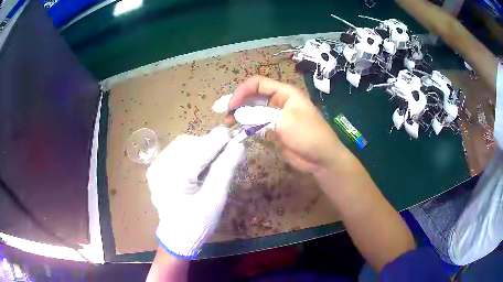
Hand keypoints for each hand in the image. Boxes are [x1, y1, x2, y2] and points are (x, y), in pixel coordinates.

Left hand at [147, 126, 244, 258]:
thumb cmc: (198, 222)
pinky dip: (191, 153)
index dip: (218, 140)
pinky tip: (198, 165)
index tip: (235, 135)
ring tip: (212, 162)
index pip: (198, 151)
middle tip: (225, 153)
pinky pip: (176, 152)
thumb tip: (238, 145)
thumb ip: (225, 170)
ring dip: (200, 148)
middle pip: (188, 144)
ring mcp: (155, 167)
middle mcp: (159, 168)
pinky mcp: (156, 169)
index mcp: (172, 179)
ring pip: (182, 145)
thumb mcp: (215, 199)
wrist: (178, 237)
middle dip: (208, 145)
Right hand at [229, 75, 349, 173]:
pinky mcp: (274, 130)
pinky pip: (257, 124)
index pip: (258, 84)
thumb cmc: (308, 134)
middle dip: (238, 103)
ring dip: (240, 115)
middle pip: (253, 96)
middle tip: (223, 114)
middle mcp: (279, 101)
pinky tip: (237, 130)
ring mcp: (275, 116)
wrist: (321, 158)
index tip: (231, 105)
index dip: (242, 91)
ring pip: (253, 111)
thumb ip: (260, 115)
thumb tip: (238, 113)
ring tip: (228, 123)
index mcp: (285, 92)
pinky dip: (246, 126)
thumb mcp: (285, 121)